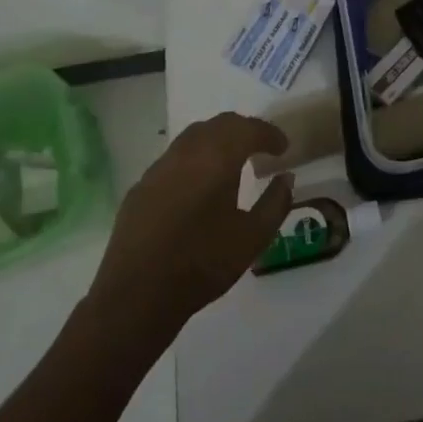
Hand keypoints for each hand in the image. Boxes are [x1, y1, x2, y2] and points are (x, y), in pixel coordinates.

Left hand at [90, 112, 293, 336]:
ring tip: (232, 162)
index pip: (249, 129)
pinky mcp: (140, 186)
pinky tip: (199, 185)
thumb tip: (286, 178)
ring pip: (194, 136)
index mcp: (216, 158)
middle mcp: (186, 152)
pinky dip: (195, 159)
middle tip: (261, 148)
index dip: (270, 134)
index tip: (283, 148)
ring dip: (218, 140)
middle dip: (244, 130)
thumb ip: (275, 203)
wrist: (136, 297)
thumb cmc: (202, 264)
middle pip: (220, 124)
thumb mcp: (253, 238)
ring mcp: (159, 167)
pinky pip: (174, 158)